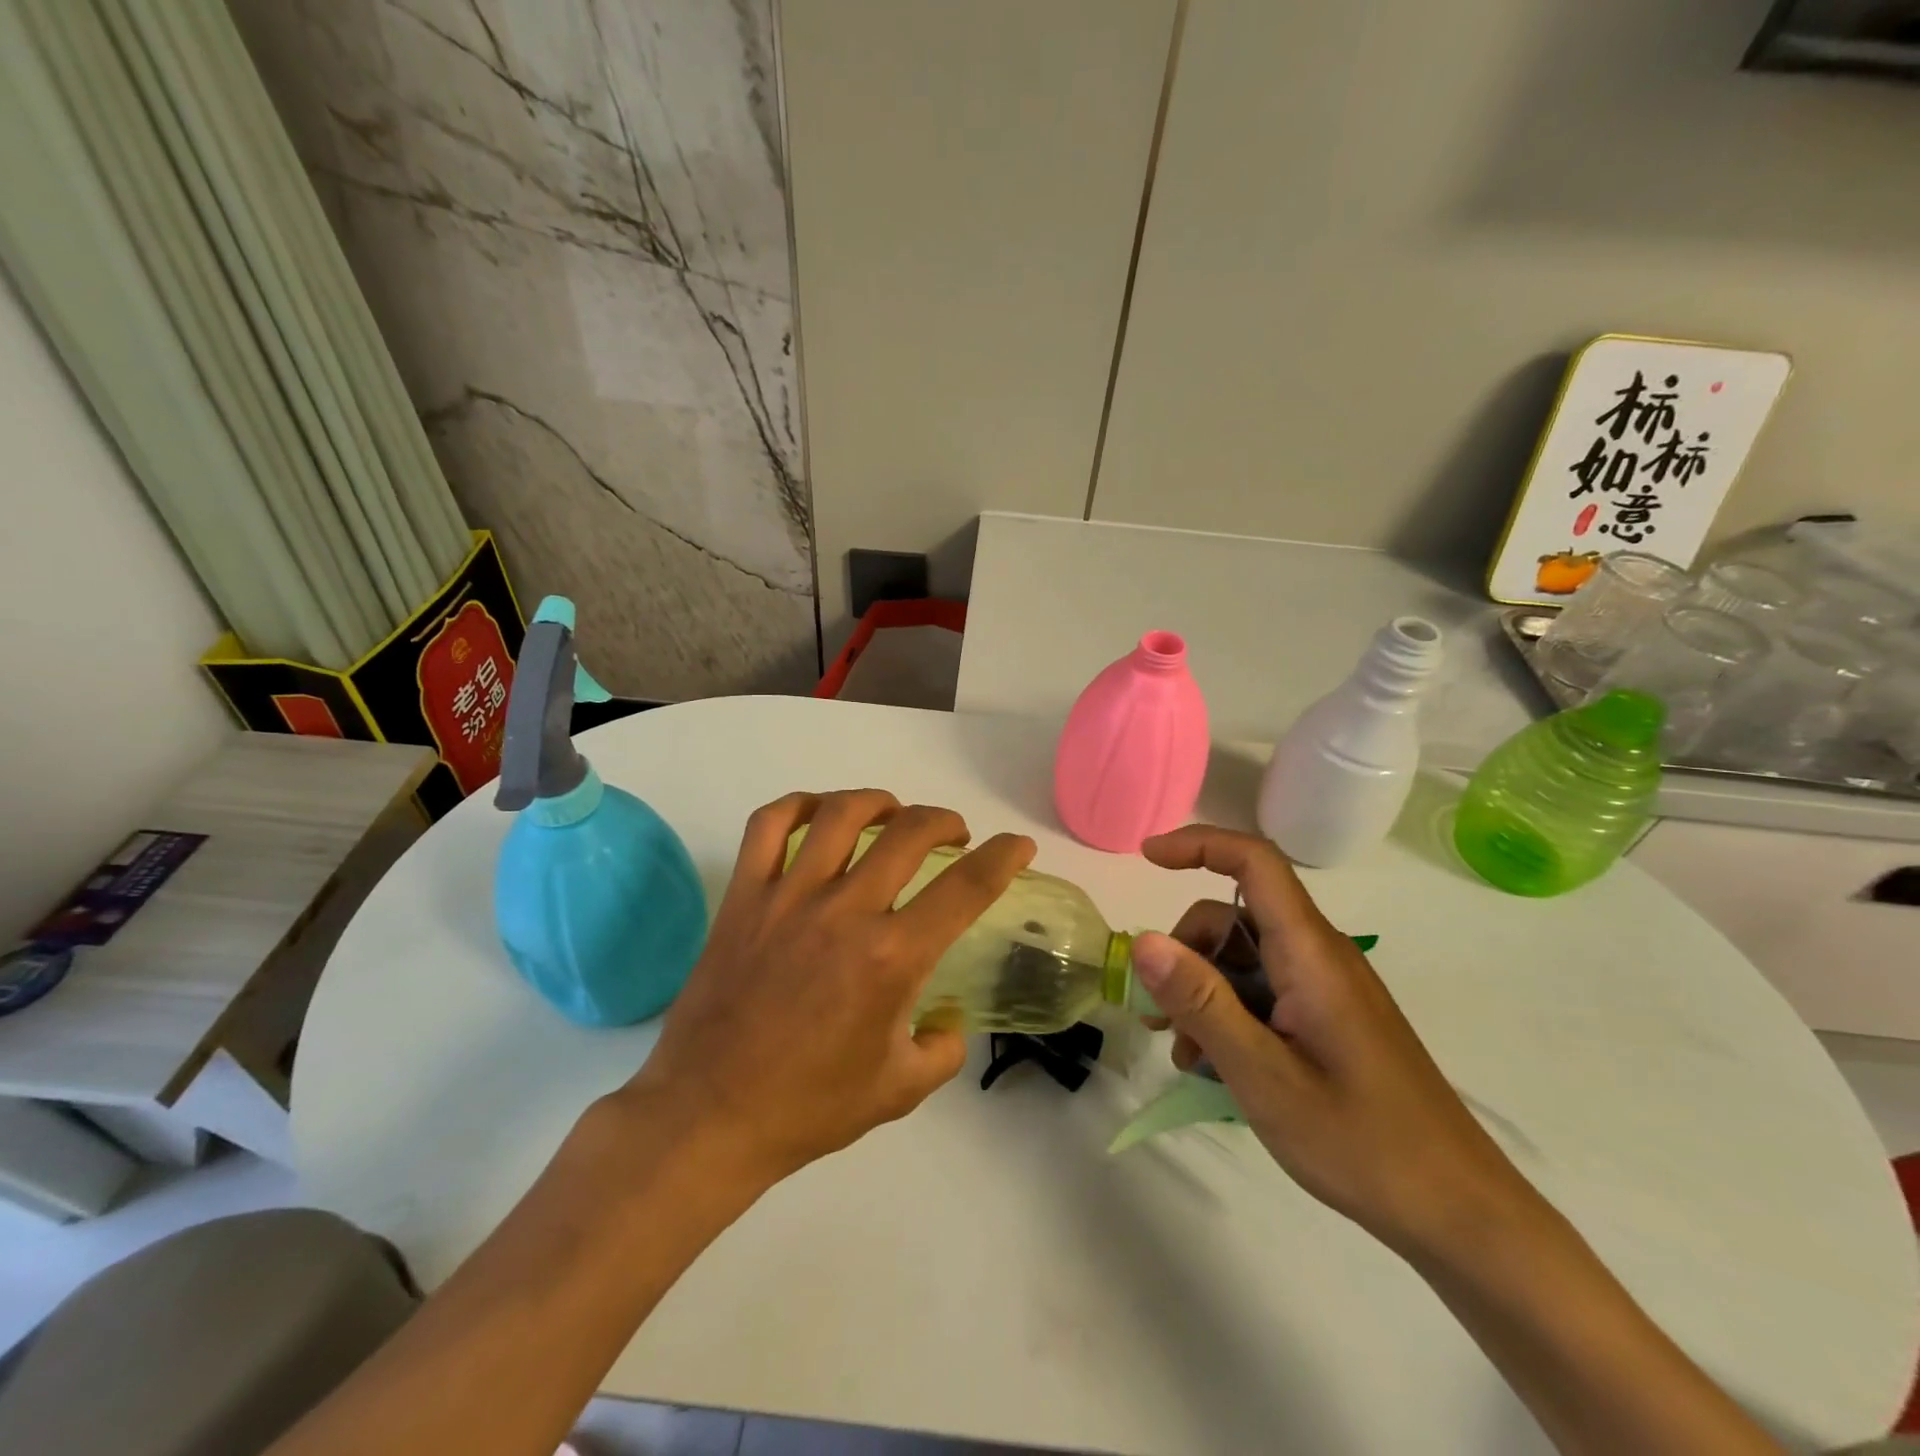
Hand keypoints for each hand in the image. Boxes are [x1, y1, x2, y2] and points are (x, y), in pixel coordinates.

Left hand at [623, 789, 1034, 1185]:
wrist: (709, 1116)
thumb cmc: (809, 1107)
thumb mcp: (901, 1090)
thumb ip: (943, 1048)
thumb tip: (949, 1018)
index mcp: (891, 957)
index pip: (966, 888)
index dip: (1002, 857)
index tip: (1018, 845)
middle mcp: (845, 912)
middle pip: (909, 833)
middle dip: (944, 821)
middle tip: (952, 834)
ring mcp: (788, 897)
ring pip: (840, 814)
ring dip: (879, 801)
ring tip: (892, 812)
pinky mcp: (744, 896)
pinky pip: (768, 826)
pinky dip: (797, 805)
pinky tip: (817, 814)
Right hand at [1132, 825, 1538, 1261]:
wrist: (1459, 1213)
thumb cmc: (1362, 1142)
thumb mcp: (1264, 1075)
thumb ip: (1202, 1003)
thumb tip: (1143, 940)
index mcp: (1311, 953)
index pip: (1254, 862)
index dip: (1199, 844)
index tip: (1147, 858)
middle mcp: (1319, 956)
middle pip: (1234, 917)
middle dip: (1185, 953)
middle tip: (1157, 1015)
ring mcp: (1326, 987)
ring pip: (1243, 958)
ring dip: (1201, 992)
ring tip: (1184, 1053)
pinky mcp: (1329, 1018)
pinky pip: (1263, 991)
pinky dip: (1228, 1014)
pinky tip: (1213, 1065)